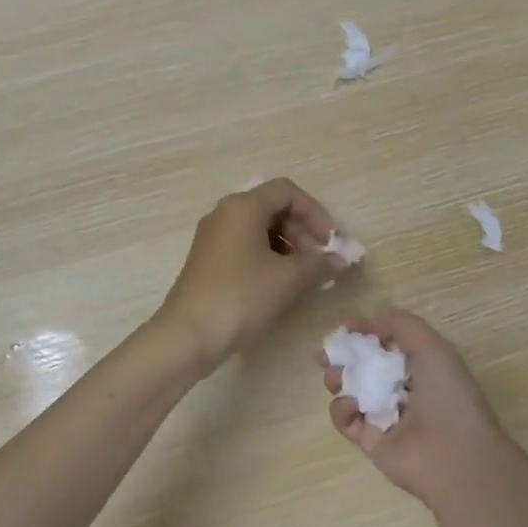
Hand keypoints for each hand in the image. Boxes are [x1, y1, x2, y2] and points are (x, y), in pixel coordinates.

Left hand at [156, 179, 339, 374]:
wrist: (188, 335)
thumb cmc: (241, 297)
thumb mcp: (288, 279)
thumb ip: (319, 264)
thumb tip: (339, 260)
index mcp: (243, 207)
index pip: (288, 192)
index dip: (316, 213)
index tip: (330, 243)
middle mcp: (225, 214)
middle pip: (273, 208)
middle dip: (303, 231)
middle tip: (320, 262)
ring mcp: (213, 237)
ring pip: (259, 229)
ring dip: (288, 246)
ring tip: (304, 276)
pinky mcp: (208, 260)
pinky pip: (245, 247)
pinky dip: (268, 258)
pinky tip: (280, 284)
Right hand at [321, 308, 527, 509]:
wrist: (453, 455)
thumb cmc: (447, 394)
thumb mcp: (431, 347)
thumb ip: (401, 325)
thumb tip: (374, 316)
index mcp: (422, 365)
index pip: (387, 342)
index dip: (366, 330)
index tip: (344, 325)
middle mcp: (402, 388)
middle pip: (364, 364)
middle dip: (343, 354)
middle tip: (328, 353)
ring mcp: (384, 414)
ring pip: (350, 389)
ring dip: (338, 377)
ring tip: (335, 377)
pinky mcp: (368, 439)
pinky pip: (345, 418)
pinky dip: (343, 408)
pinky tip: (353, 405)